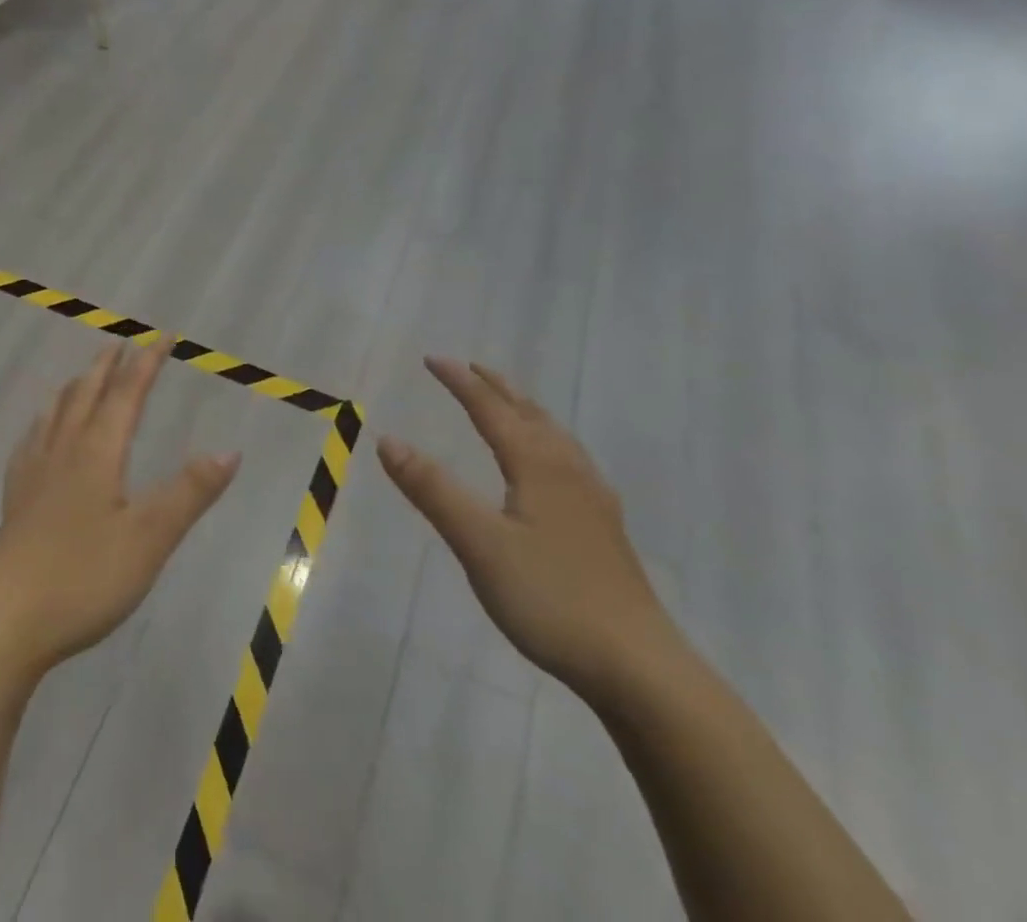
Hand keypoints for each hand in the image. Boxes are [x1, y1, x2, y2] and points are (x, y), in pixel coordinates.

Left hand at [0, 340, 239, 684]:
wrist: (3, 623)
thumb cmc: (83, 578)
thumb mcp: (150, 539)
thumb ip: (189, 493)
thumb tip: (230, 450)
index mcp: (97, 454)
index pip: (127, 394)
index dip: (147, 363)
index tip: (164, 336)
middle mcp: (63, 453)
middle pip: (86, 395)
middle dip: (107, 367)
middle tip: (120, 343)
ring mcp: (33, 477)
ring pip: (55, 415)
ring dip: (74, 388)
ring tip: (82, 376)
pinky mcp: (15, 503)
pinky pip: (29, 445)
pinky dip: (41, 425)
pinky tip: (37, 435)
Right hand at [378, 358, 683, 704]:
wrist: (639, 667)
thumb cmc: (551, 598)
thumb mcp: (479, 544)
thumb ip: (433, 490)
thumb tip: (387, 439)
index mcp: (537, 465)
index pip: (491, 409)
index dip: (460, 382)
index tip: (432, 359)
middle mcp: (567, 470)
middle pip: (528, 413)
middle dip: (496, 387)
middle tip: (469, 368)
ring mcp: (592, 499)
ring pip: (554, 435)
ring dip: (524, 409)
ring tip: (507, 403)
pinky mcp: (604, 527)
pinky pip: (569, 458)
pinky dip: (546, 439)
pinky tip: (551, 465)